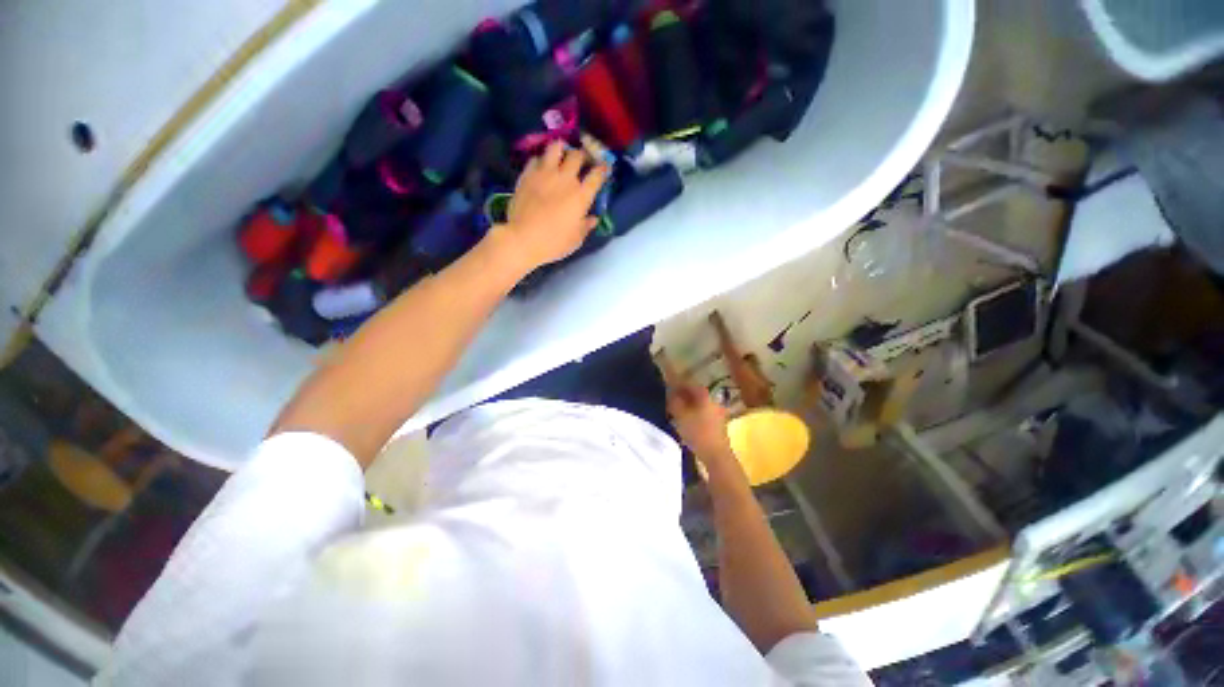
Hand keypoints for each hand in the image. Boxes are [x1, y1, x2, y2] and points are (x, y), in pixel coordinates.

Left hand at [501, 140, 608, 269]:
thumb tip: (593, 219)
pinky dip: (541, 160)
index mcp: (581, 196)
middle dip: (583, 156)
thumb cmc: (554, 243)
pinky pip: (536, 158)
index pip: (597, 175)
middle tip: (582, 161)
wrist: (523, 239)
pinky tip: (542, 167)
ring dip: (562, 149)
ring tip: (562, 155)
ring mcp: (545, 174)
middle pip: (578, 156)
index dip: (603, 169)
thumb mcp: (576, 239)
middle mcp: (566, 179)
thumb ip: (586, 226)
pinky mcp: (528, 174)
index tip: (604, 168)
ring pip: (556, 148)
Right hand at [668, 381, 734, 468]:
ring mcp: (718, 413)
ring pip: (699, 405)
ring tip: (675, 412)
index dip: (677, 384)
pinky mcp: (718, 425)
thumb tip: (670, 393)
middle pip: (695, 394)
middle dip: (682, 396)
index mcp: (705, 395)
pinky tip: (686, 422)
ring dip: (687, 406)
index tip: (666, 387)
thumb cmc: (698, 432)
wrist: (717, 456)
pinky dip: (693, 415)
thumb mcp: (680, 416)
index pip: (689, 384)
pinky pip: (702, 414)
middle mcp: (713, 401)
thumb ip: (674, 402)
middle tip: (669, 400)